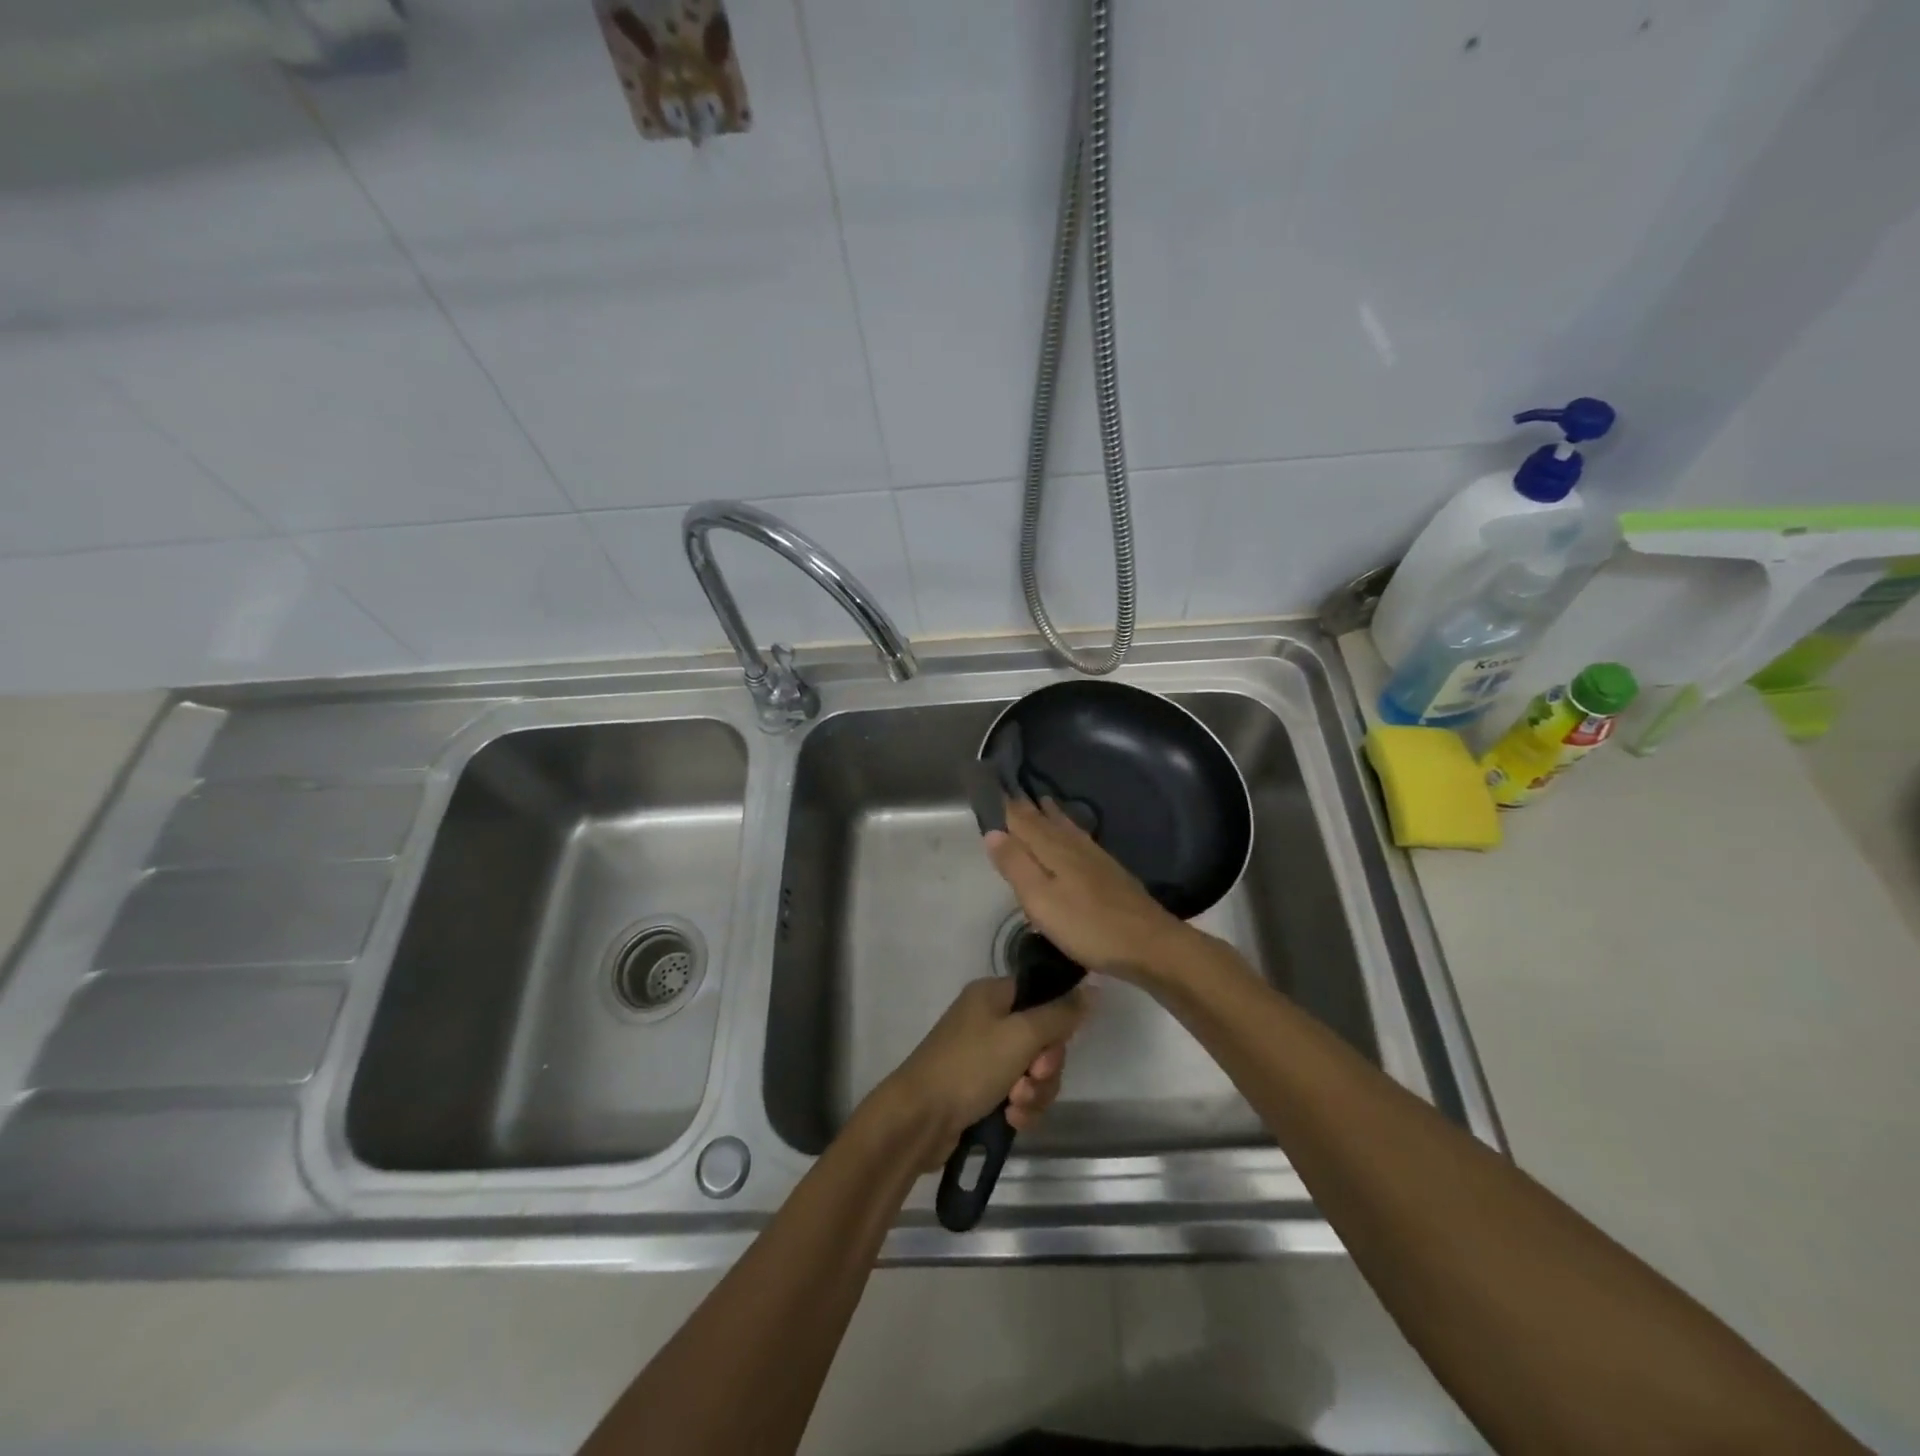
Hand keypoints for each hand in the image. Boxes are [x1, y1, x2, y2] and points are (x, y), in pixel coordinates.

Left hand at [878, 977, 1090, 1163]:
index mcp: (993, 995)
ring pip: (1033, 1071)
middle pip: (1042, 1039)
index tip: (1051, 1047)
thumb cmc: (969, 1066)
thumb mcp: (1020, 1036)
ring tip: (1016, 1106)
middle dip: (1044, 1067)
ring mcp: (983, 1056)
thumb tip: (1092, 989)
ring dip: (1034, 1092)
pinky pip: (1017, 1094)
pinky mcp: (981, 1089)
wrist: (919, 1118)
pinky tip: (1010, 1121)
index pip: (1042, 996)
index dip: (1056, 1024)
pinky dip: (1020, 1108)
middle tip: (1031, 1079)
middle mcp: (988, 1019)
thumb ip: (1060, 1014)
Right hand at [984, 796, 1198, 983]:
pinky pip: (1081, 838)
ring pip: (1067, 828)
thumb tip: (993, 831)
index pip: (1024, 821)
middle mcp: (1074, 846)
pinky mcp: (1111, 872)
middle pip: (1046, 821)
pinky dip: (1070, 829)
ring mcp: (1096, 858)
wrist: (1150, 944)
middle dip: (1028, 808)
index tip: (992, 790)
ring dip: (1051, 814)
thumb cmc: (1088, 925)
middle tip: (1012, 793)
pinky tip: (1075, 835)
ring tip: (1042, 802)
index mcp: (1053, 850)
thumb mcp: (1041, 900)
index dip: (1007, 807)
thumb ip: (1016, 865)